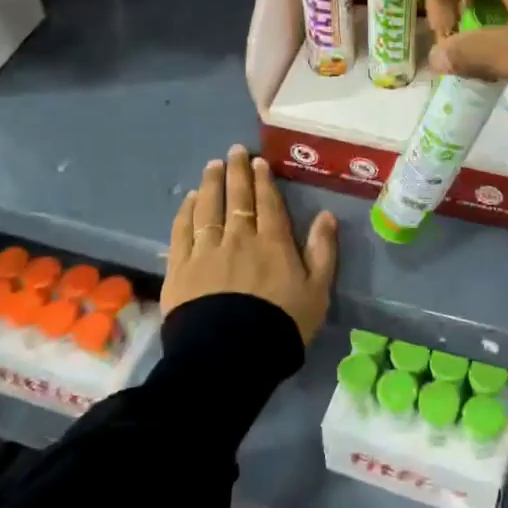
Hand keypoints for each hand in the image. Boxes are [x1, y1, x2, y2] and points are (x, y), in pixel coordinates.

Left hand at [162, 145, 338, 344]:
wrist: (230, 357)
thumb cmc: (281, 325)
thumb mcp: (317, 292)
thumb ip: (322, 251)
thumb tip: (327, 215)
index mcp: (273, 242)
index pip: (267, 202)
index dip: (263, 180)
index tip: (258, 162)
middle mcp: (238, 238)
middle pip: (237, 198)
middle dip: (236, 172)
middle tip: (234, 151)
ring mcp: (206, 251)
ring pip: (208, 208)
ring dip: (211, 184)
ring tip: (212, 166)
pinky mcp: (180, 268)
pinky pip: (182, 231)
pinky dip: (186, 212)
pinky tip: (189, 200)